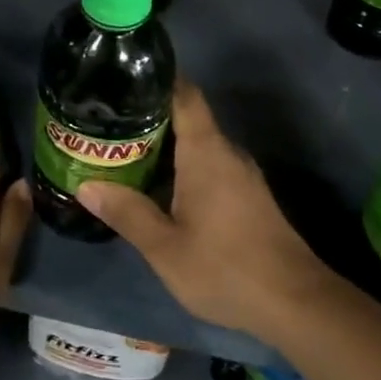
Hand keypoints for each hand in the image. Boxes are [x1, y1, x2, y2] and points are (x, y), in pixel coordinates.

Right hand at [77, 78, 329, 344]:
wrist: (294, 302)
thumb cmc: (225, 267)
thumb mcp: (165, 247)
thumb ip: (127, 212)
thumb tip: (85, 186)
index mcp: (206, 151)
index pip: (183, 93)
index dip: (155, 79)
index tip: (121, 77)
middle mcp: (226, 152)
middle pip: (186, 117)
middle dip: (147, 116)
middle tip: (105, 122)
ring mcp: (240, 173)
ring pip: (196, 144)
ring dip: (162, 145)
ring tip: (121, 150)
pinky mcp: (247, 195)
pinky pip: (208, 165)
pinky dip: (180, 165)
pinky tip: (156, 185)